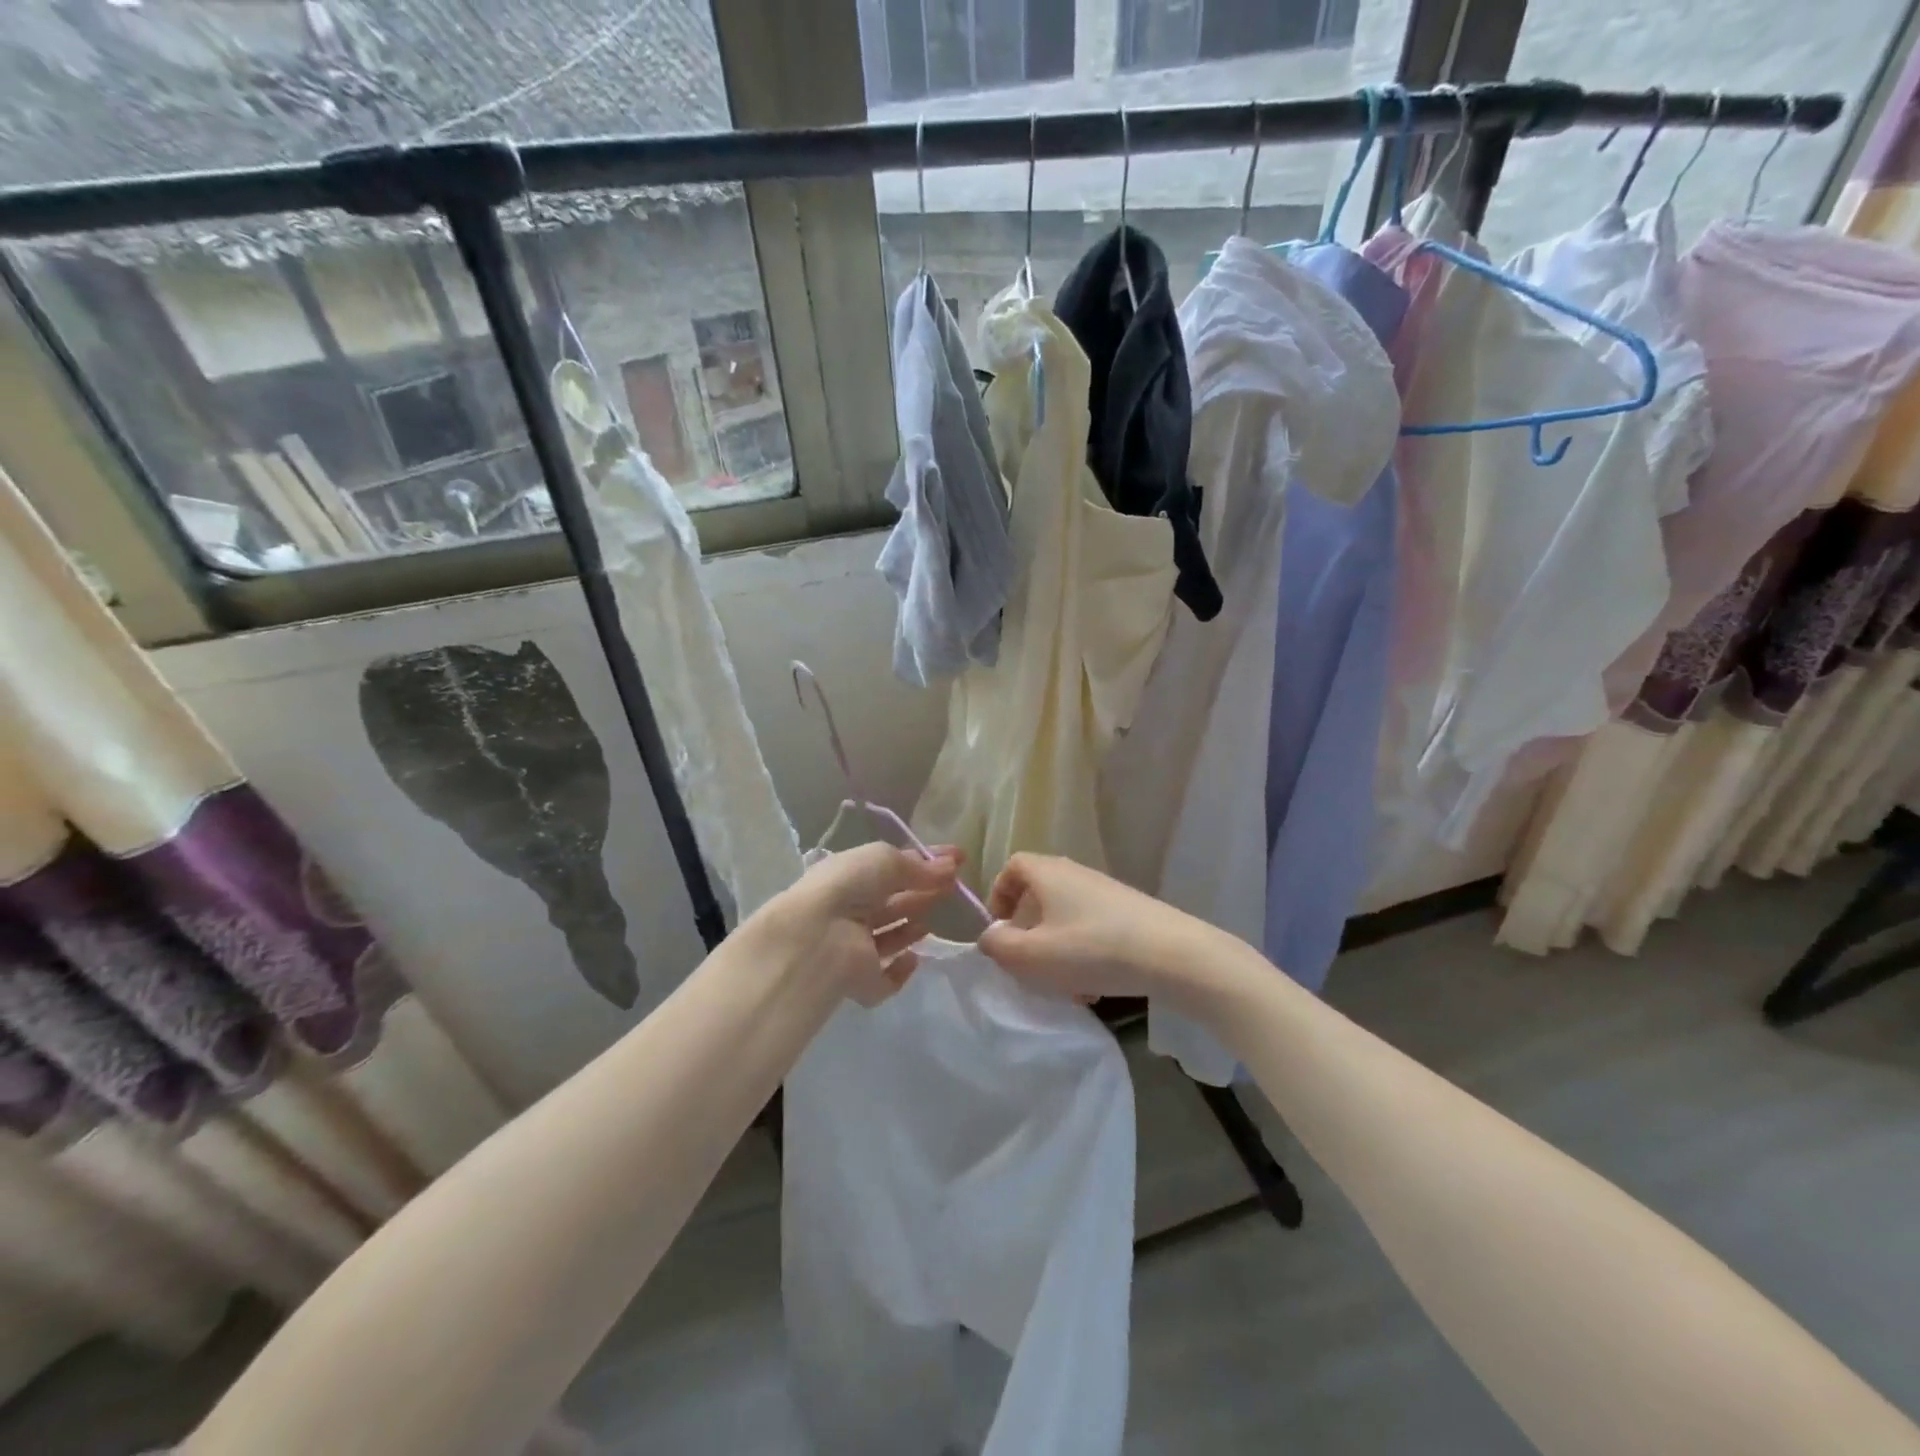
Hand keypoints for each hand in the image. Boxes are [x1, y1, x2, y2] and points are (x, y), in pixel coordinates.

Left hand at [753, 843, 961, 1005]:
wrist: (817, 940)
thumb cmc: (847, 887)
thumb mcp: (884, 860)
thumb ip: (918, 865)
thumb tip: (952, 865)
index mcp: (848, 877)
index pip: (890, 868)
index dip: (922, 863)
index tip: (958, 860)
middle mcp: (849, 911)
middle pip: (892, 902)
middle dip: (921, 893)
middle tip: (954, 887)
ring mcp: (854, 949)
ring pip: (889, 937)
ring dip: (911, 928)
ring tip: (934, 919)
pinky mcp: (861, 983)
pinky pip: (886, 978)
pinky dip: (901, 970)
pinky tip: (914, 958)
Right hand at [977, 853, 1218, 1003]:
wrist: (1172, 954)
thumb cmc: (1092, 949)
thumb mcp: (1033, 955)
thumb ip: (999, 946)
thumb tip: (991, 936)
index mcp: (1048, 873)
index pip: (1013, 866)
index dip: (999, 894)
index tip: (999, 929)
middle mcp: (1075, 874)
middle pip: (1039, 895)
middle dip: (1029, 932)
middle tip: (1028, 963)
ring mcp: (1105, 892)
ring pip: (1066, 918)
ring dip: (1057, 950)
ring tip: (1064, 987)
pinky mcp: (1129, 912)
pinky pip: (1092, 929)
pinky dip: (1084, 954)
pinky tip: (1094, 987)